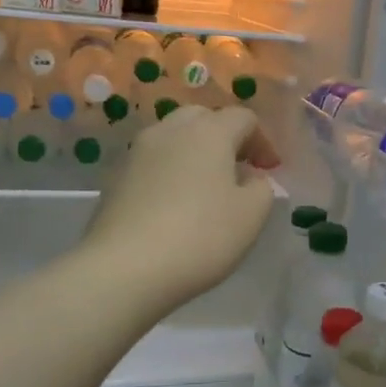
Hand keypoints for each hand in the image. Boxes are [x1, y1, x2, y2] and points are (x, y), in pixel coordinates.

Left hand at [80, 105, 280, 307]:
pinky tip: (174, 205)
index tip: (270, 170)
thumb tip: (251, 178)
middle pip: (203, 118)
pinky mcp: (116, 177)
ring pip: (173, 137)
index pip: (243, 117)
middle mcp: (170, 130)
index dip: (262, 140)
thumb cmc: (200, 237)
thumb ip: (262, 188)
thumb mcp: (251, 216)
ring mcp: (137, 152)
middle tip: (237, 170)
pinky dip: (169, 172)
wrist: (124, 268)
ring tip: (205, 188)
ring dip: (194, 153)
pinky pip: (152, 162)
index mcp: (209, 132)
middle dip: (225, 138)